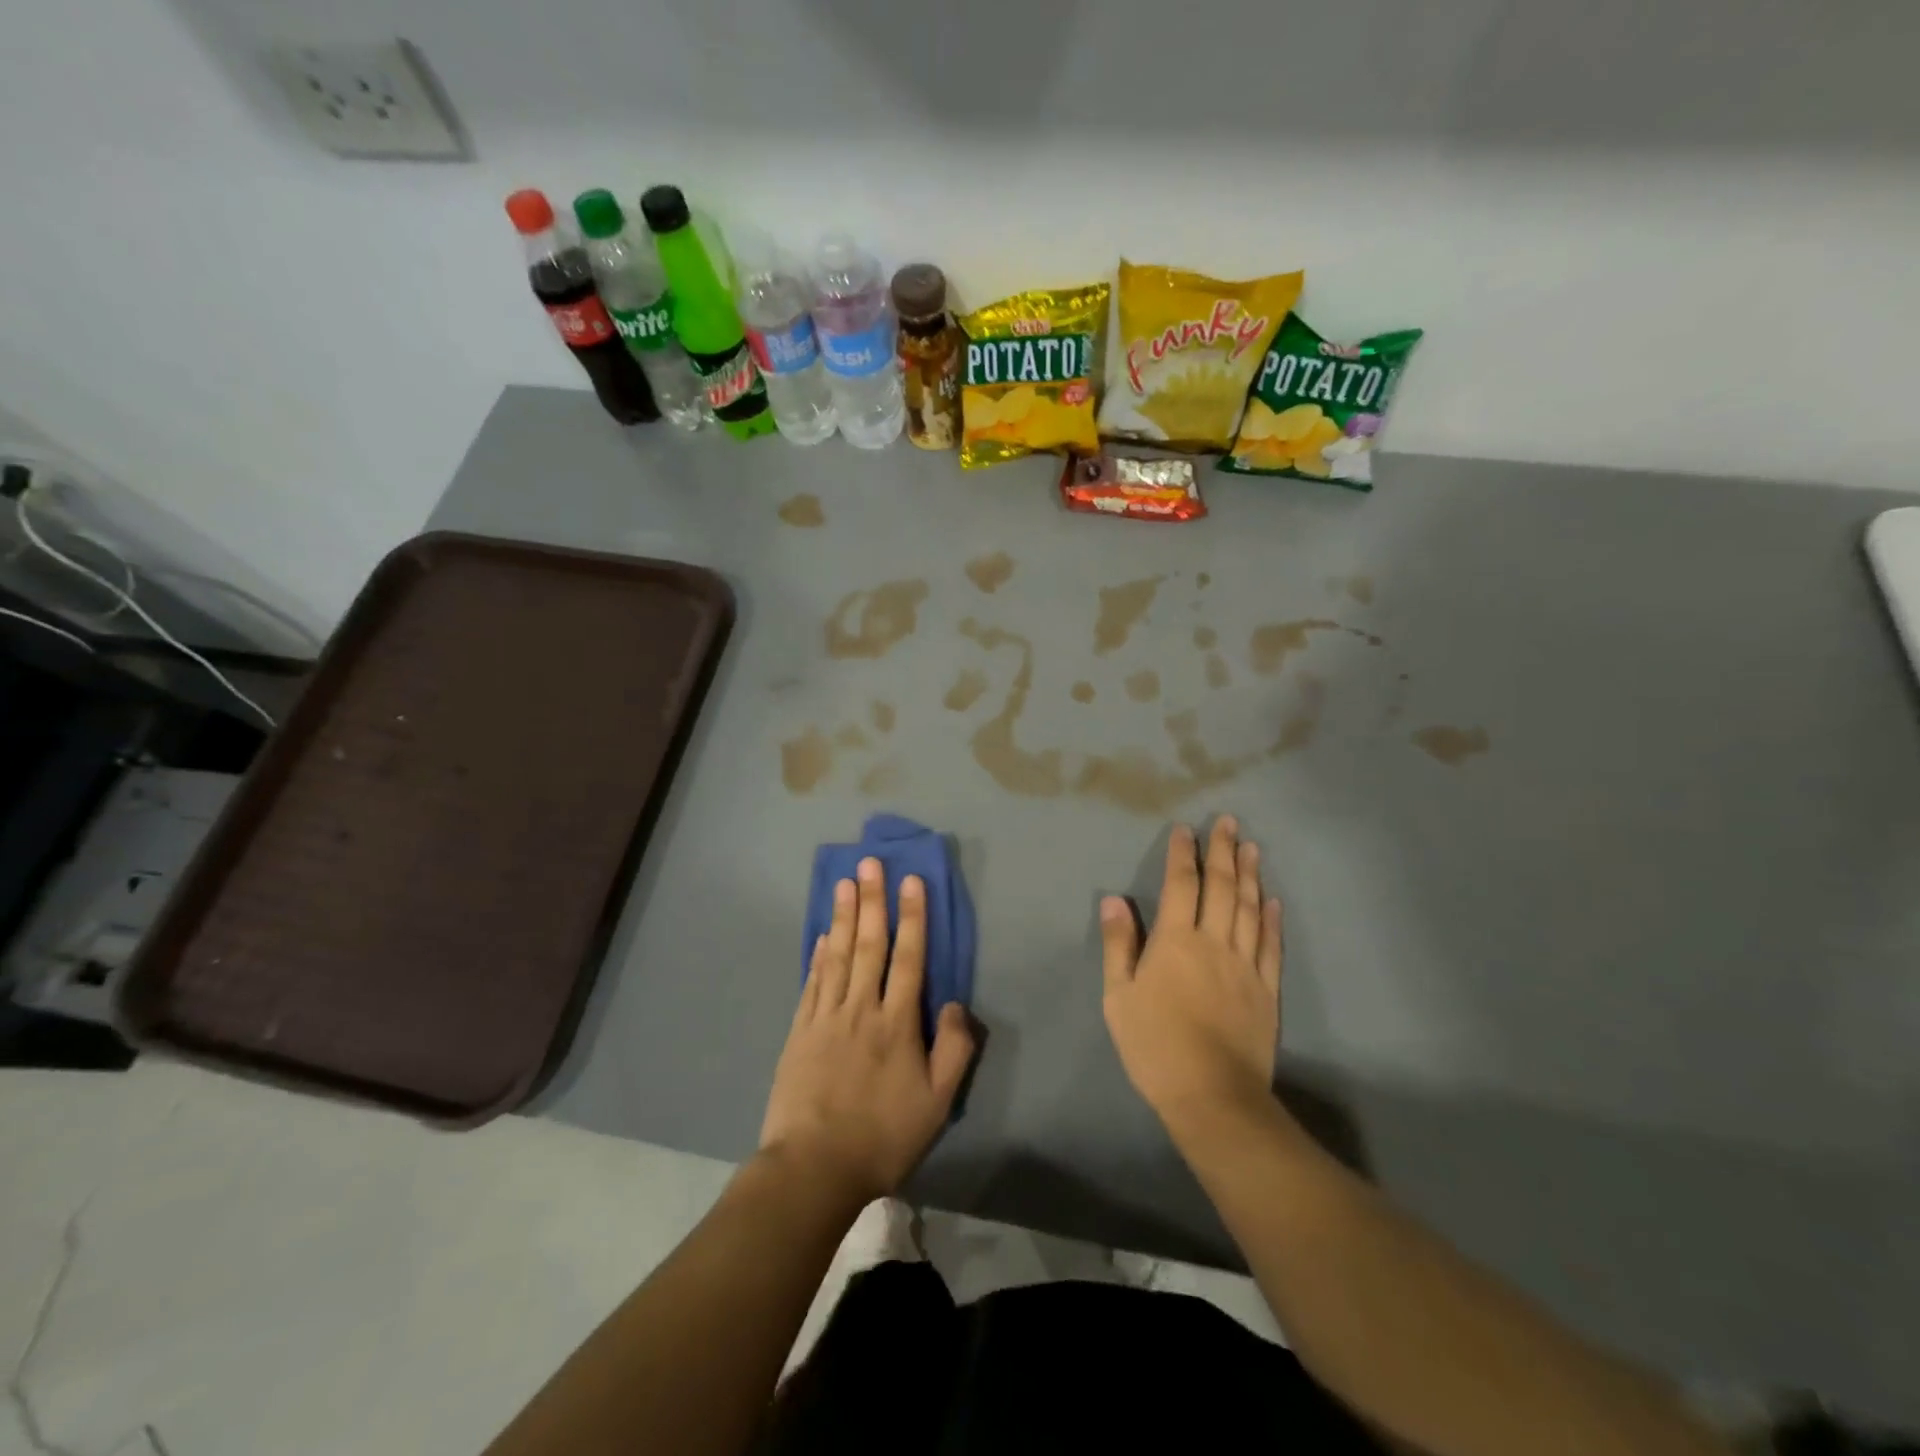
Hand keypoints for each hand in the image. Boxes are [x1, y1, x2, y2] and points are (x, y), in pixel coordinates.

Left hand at [759, 858, 975, 1205]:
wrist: (814, 1167)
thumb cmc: (883, 1136)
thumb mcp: (937, 1102)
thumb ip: (953, 1050)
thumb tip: (955, 1003)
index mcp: (897, 1022)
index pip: (909, 957)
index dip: (912, 916)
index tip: (911, 881)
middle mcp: (862, 1008)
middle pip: (869, 945)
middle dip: (873, 900)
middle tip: (870, 862)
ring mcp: (826, 1017)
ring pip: (837, 955)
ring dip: (842, 916)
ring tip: (845, 882)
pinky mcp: (799, 1032)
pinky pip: (812, 983)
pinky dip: (817, 955)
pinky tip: (821, 935)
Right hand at [1100, 817, 1282, 1128]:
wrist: (1212, 1096)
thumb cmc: (1155, 1045)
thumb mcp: (1118, 996)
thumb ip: (1119, 945)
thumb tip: (1114, 899)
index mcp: (1176, 941)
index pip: (1182, 885)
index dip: (1183, 854)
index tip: (1186, 829)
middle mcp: (1214, 942)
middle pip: (1222, 887)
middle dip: (1223, 851)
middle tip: (1229, 822)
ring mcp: (1245, 965)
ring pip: (1250, 909)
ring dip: (1251, 875)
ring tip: (1252, 847)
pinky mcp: (1266, 990)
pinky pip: (1270, 945)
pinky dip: (1272, 919)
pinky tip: (1273, 901)